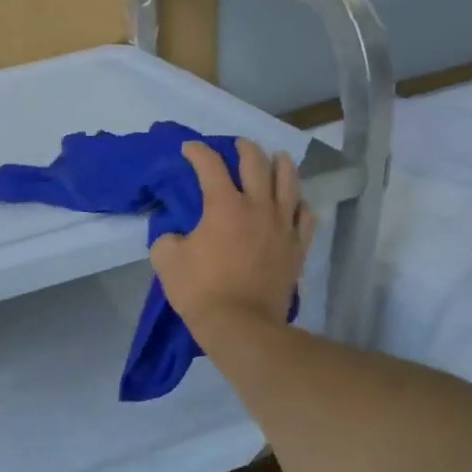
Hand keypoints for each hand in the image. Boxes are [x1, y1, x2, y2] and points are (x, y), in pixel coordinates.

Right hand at [151, 139, 315, 337]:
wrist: (241, 325)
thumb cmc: (200, 290)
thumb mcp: (166, 260)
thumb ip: (168, 238)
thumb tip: (176, 235)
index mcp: (224, 205)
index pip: (210, 166)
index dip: (197, 152)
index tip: (189, 148)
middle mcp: (258, 207)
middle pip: (256, 164)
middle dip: (244, 149)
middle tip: (237, 145)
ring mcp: (283, 226)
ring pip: (289, 183)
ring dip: (281, 165)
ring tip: (277, 158)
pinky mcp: (297, 248)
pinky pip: (305, 217)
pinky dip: (299, 204)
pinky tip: (295, 203)